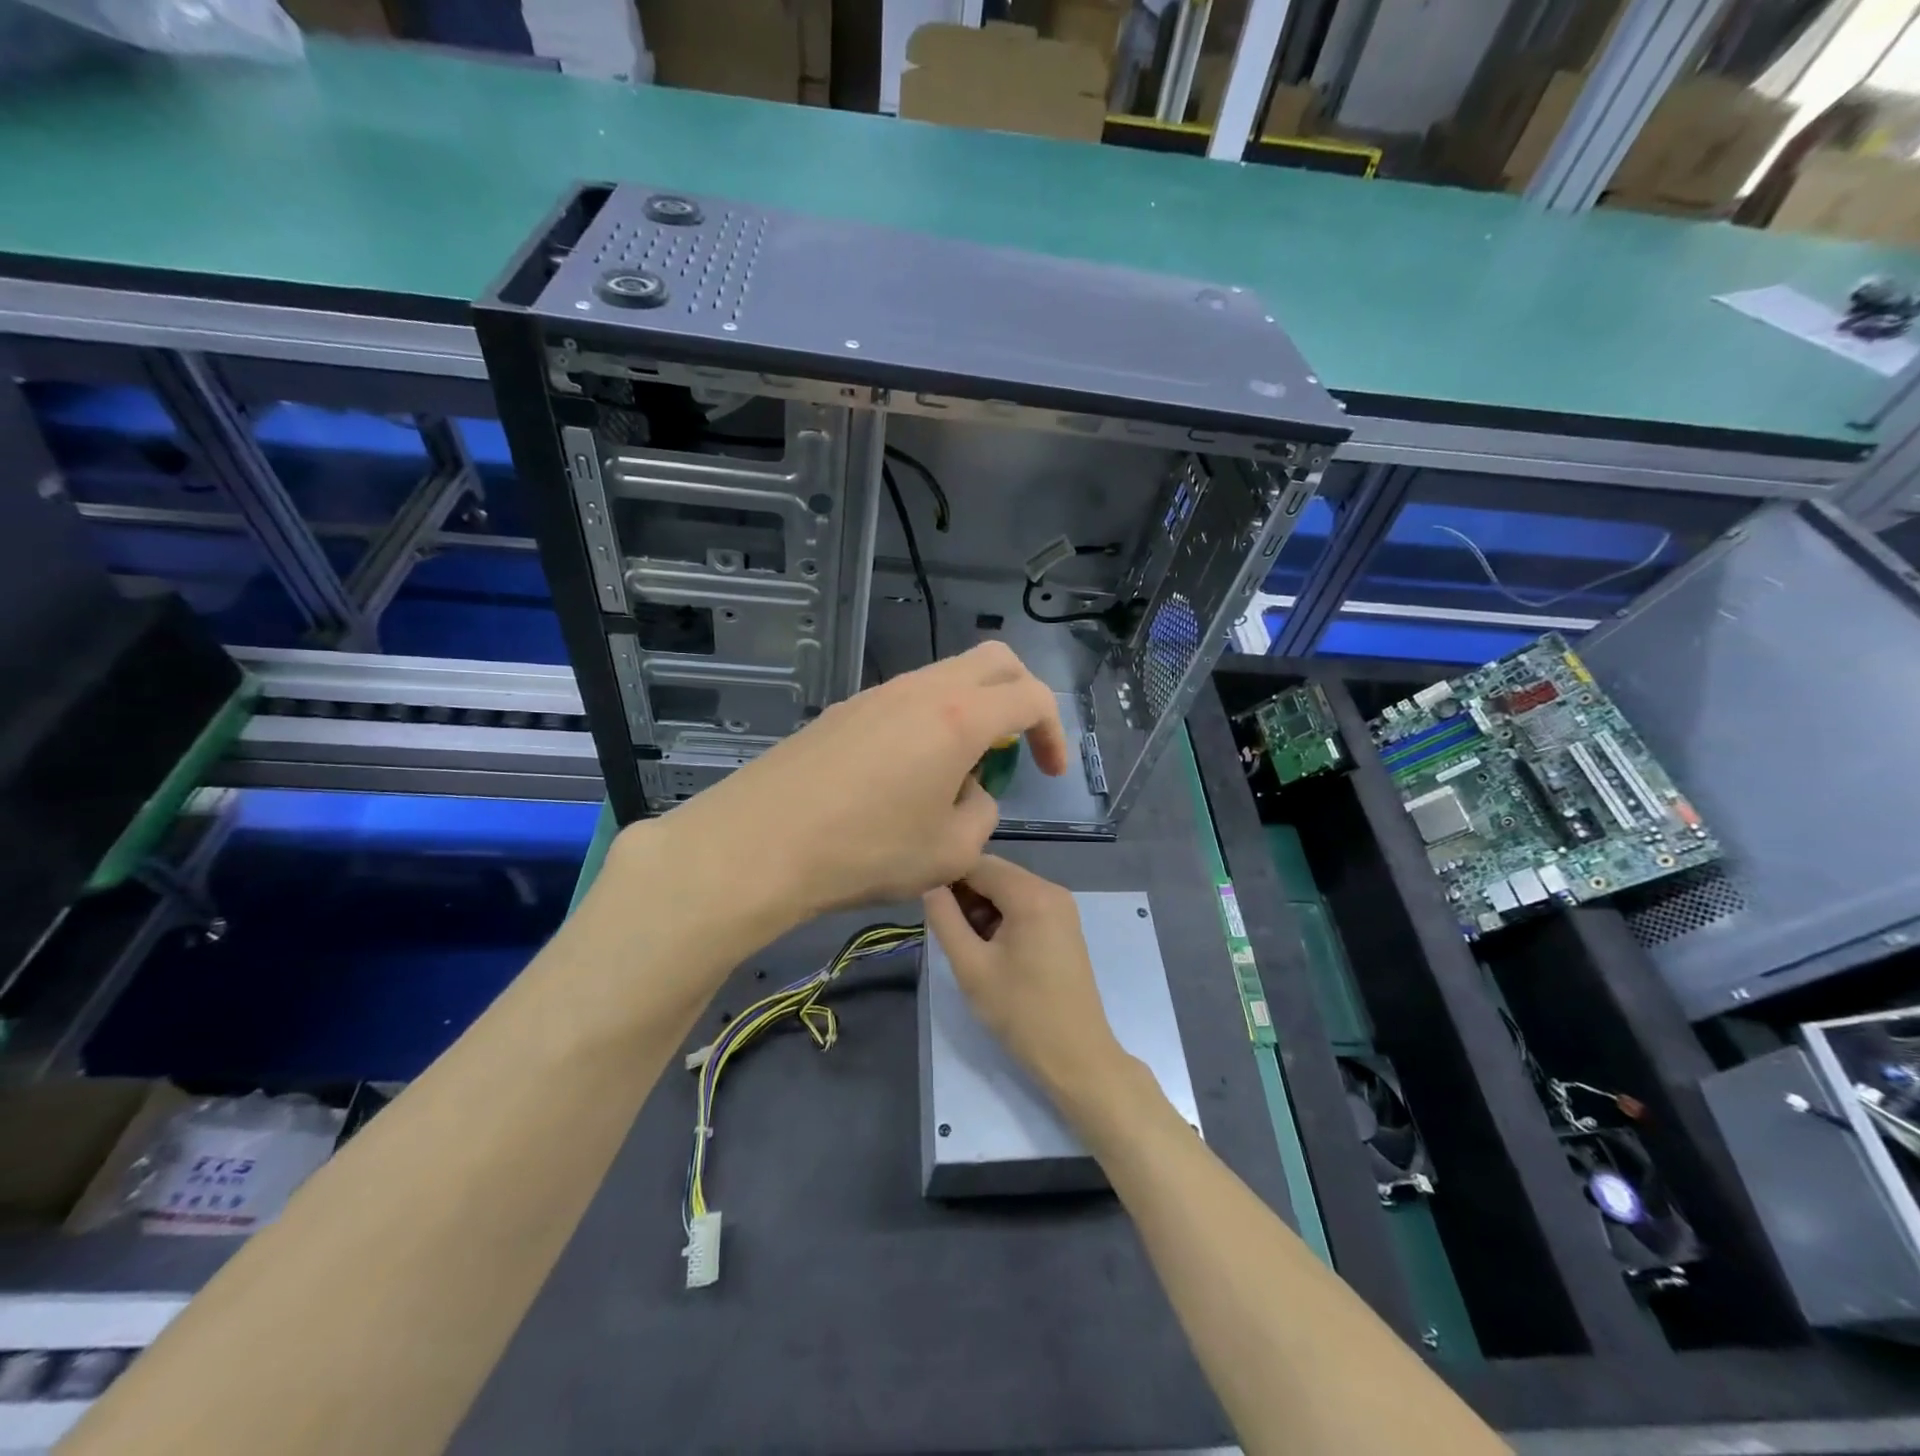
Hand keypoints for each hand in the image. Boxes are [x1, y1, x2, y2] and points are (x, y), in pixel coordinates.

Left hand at [670, 642, 1068, 920]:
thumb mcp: (951, 851)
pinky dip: (930, 722)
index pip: (1031, 697)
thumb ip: (982, 812)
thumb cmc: (867, 850)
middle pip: (993, 662)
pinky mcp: (845, 710)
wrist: (761, 843)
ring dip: (971, 711)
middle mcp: (922, 690)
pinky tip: (907, 775)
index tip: (1049, 772)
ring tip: (957, 771)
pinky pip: (907, 700)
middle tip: (1014, 747)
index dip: (1053, 732)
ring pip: (946, 678)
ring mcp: (878, 694)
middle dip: (1020, 697)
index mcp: (959, 717)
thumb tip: (970, 791)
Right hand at [923, 855, 1125, 1100]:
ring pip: (1008, 890)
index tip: (925, 903)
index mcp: (1032, 894)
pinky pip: (1024, 905)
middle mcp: (1052, 890)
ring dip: (982, 907)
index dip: (947, 877)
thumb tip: (929, 886)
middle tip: (945, 929)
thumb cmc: (1020, 1011)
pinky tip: (988, 948)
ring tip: (965, 943)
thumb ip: (945, 919)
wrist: (1076, 1055)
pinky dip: (1002, 917)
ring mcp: (1062, 907)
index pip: (978, 863)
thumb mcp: (971, 966)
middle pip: (995, 874)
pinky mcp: (1064, 925)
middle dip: (965, 894)